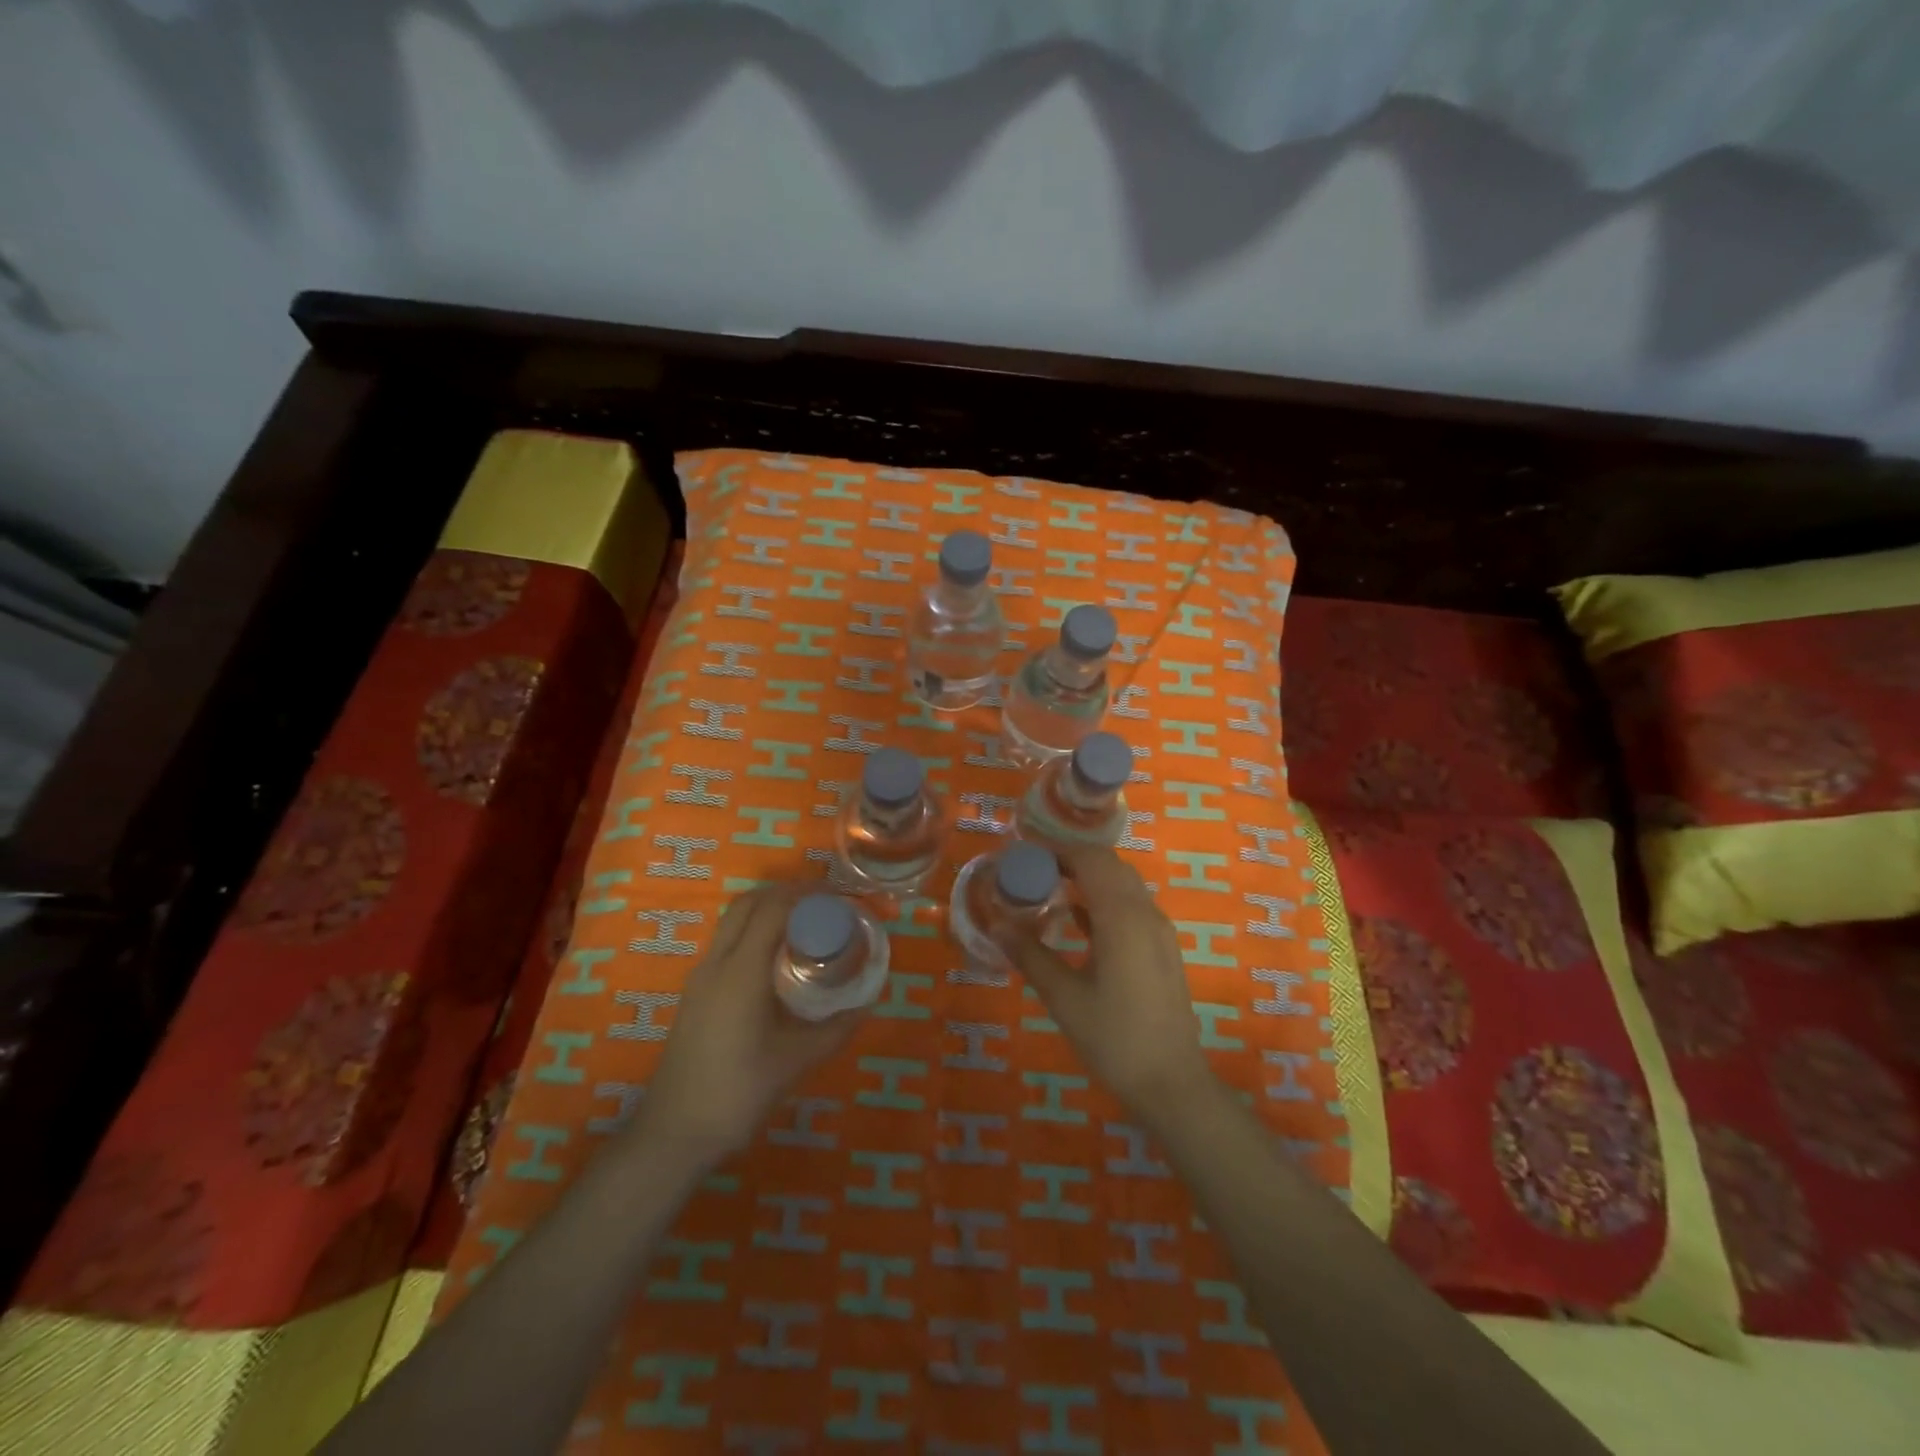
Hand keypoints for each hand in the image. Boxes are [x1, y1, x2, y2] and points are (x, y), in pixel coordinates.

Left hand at [635, 883, 863, 1161]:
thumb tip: (868, 1002)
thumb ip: (836, 1029)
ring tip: (805, 925)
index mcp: (741, 971)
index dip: (806, 895)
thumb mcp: (796, 1061)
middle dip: (786, 894)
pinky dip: (753, 931)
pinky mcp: (695, 993)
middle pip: (748, 903)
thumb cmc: (737, 1093)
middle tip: (824, 905)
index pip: (773, 909)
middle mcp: (717, 963)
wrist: (673, 1134)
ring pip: (733, 921)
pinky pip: (726, 942)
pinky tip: (777, 960)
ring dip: (767, 910)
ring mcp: (700, 977)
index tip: (839, 897)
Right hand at [996, 847, 1212, 1114]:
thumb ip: (1030, 955)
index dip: (1056, 849)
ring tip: (1047, 887)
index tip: (1023, 853)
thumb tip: (997, 925)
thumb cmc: (1114, 1039)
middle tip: (1031, 869)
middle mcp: (1145, 913)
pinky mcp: (1161, 948)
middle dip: (1070, 858)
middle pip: (1108, 865)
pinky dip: (1102, 899)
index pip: (1090, 859)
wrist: (1171, 1084)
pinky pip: (1130, 905)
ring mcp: (1158, 930)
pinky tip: (1074, 917)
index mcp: (1122, 917)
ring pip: (1122, 883)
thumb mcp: (1063, 997)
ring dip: (1087, 877)